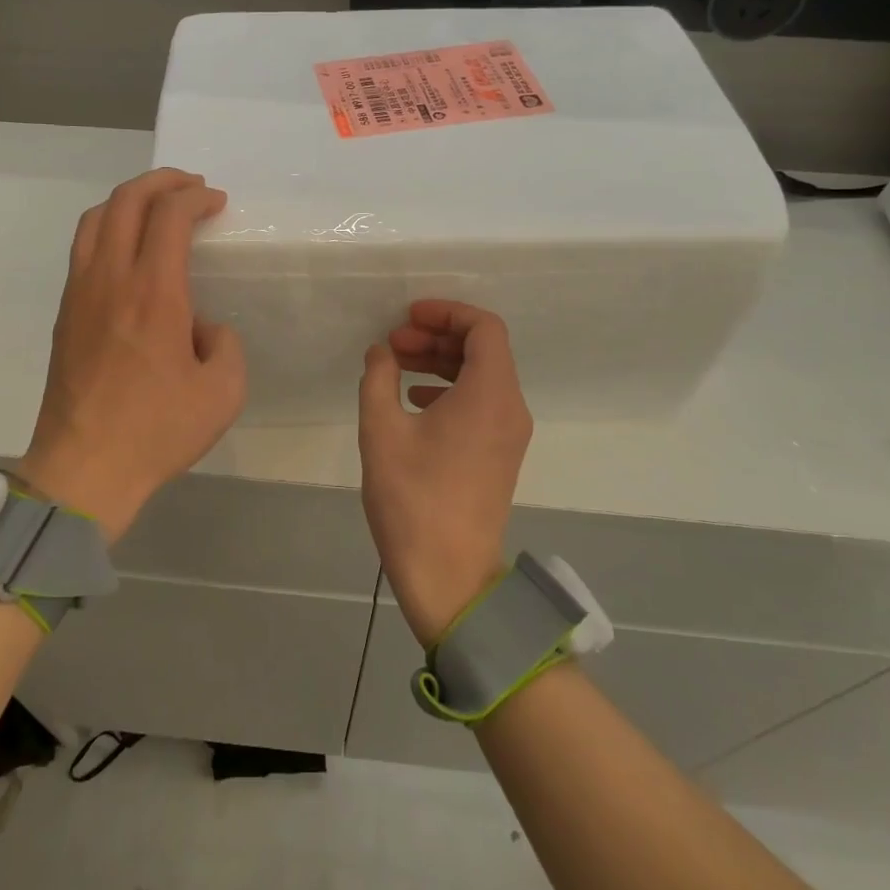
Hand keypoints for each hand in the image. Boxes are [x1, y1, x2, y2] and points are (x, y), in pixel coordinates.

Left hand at [17, 168, 245, 542]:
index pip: (169, 215)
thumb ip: (226, 345)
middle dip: (162, 181)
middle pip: (127, 200)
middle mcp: (111, 279)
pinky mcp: (65, 311)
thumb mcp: (223, 393)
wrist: (84, 468)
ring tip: (156, 205)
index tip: (217, 202)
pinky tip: (127, 246)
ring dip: (129, 198)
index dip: (196, 197)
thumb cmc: (157, 431)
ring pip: (96, 218)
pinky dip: (107, 226)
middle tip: (190, 186)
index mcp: (154, 293)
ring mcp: (80, 292)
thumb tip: (203, 327)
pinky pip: (82, 246)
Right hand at [358, 300, 532, 645]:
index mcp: (490, 394)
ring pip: (483, 375)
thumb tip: (382, 352)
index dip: (446, 312)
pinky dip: (451, 388)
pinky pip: (482, 402)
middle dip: (437, 336)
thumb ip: (379, 379)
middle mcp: (510, 407)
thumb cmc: (413, 499)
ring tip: (396, 366)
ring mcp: (510, 434)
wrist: (448, 577)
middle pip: (484, 349)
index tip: (408, 318)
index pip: (484, 327)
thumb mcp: (381, 431)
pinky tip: (414, 400)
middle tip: (394, 343)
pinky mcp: (500, 454)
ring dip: (441, 362)